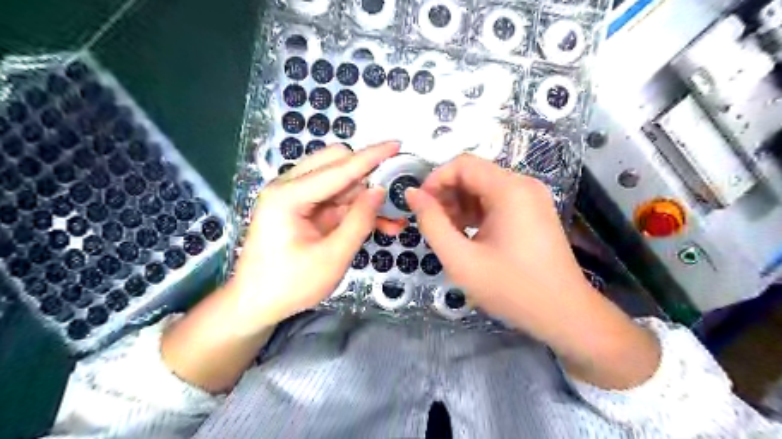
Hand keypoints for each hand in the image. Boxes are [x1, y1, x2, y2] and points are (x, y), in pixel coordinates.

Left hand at [225, 143, 397, 333]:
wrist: (255, 305)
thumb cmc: (289, 286)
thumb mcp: (332, 257)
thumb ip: (359, 221)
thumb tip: (380, 190)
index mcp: (288, 196)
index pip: (339, 168)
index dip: (371, 156)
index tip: (396, 144)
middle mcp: (289, 187)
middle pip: (335, 163)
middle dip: (367, 174)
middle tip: (393, 191)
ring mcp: (295, 197)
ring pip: (339, 182)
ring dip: (365, 196)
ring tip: (392, 217)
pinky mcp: (302, 209)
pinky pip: (335, 200)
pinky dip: (356, 209)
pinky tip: (379, 223)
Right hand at [404, 156, 658, 388]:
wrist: (564, 314)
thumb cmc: (511, 288)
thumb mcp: (460, 259)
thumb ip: (432, 223)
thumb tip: (412, 194)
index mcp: (509, 189)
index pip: (462, 164)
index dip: (435, 180)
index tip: (420, 206)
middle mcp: (523, 184)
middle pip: (473, 174)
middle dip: (447, 195)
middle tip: (434, 224)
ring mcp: (531, 197)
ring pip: (483, 187)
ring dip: (460, 205)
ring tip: (450, 234)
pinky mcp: (533, 211)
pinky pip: (496, 200)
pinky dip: (477, 213)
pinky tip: (469, 236)